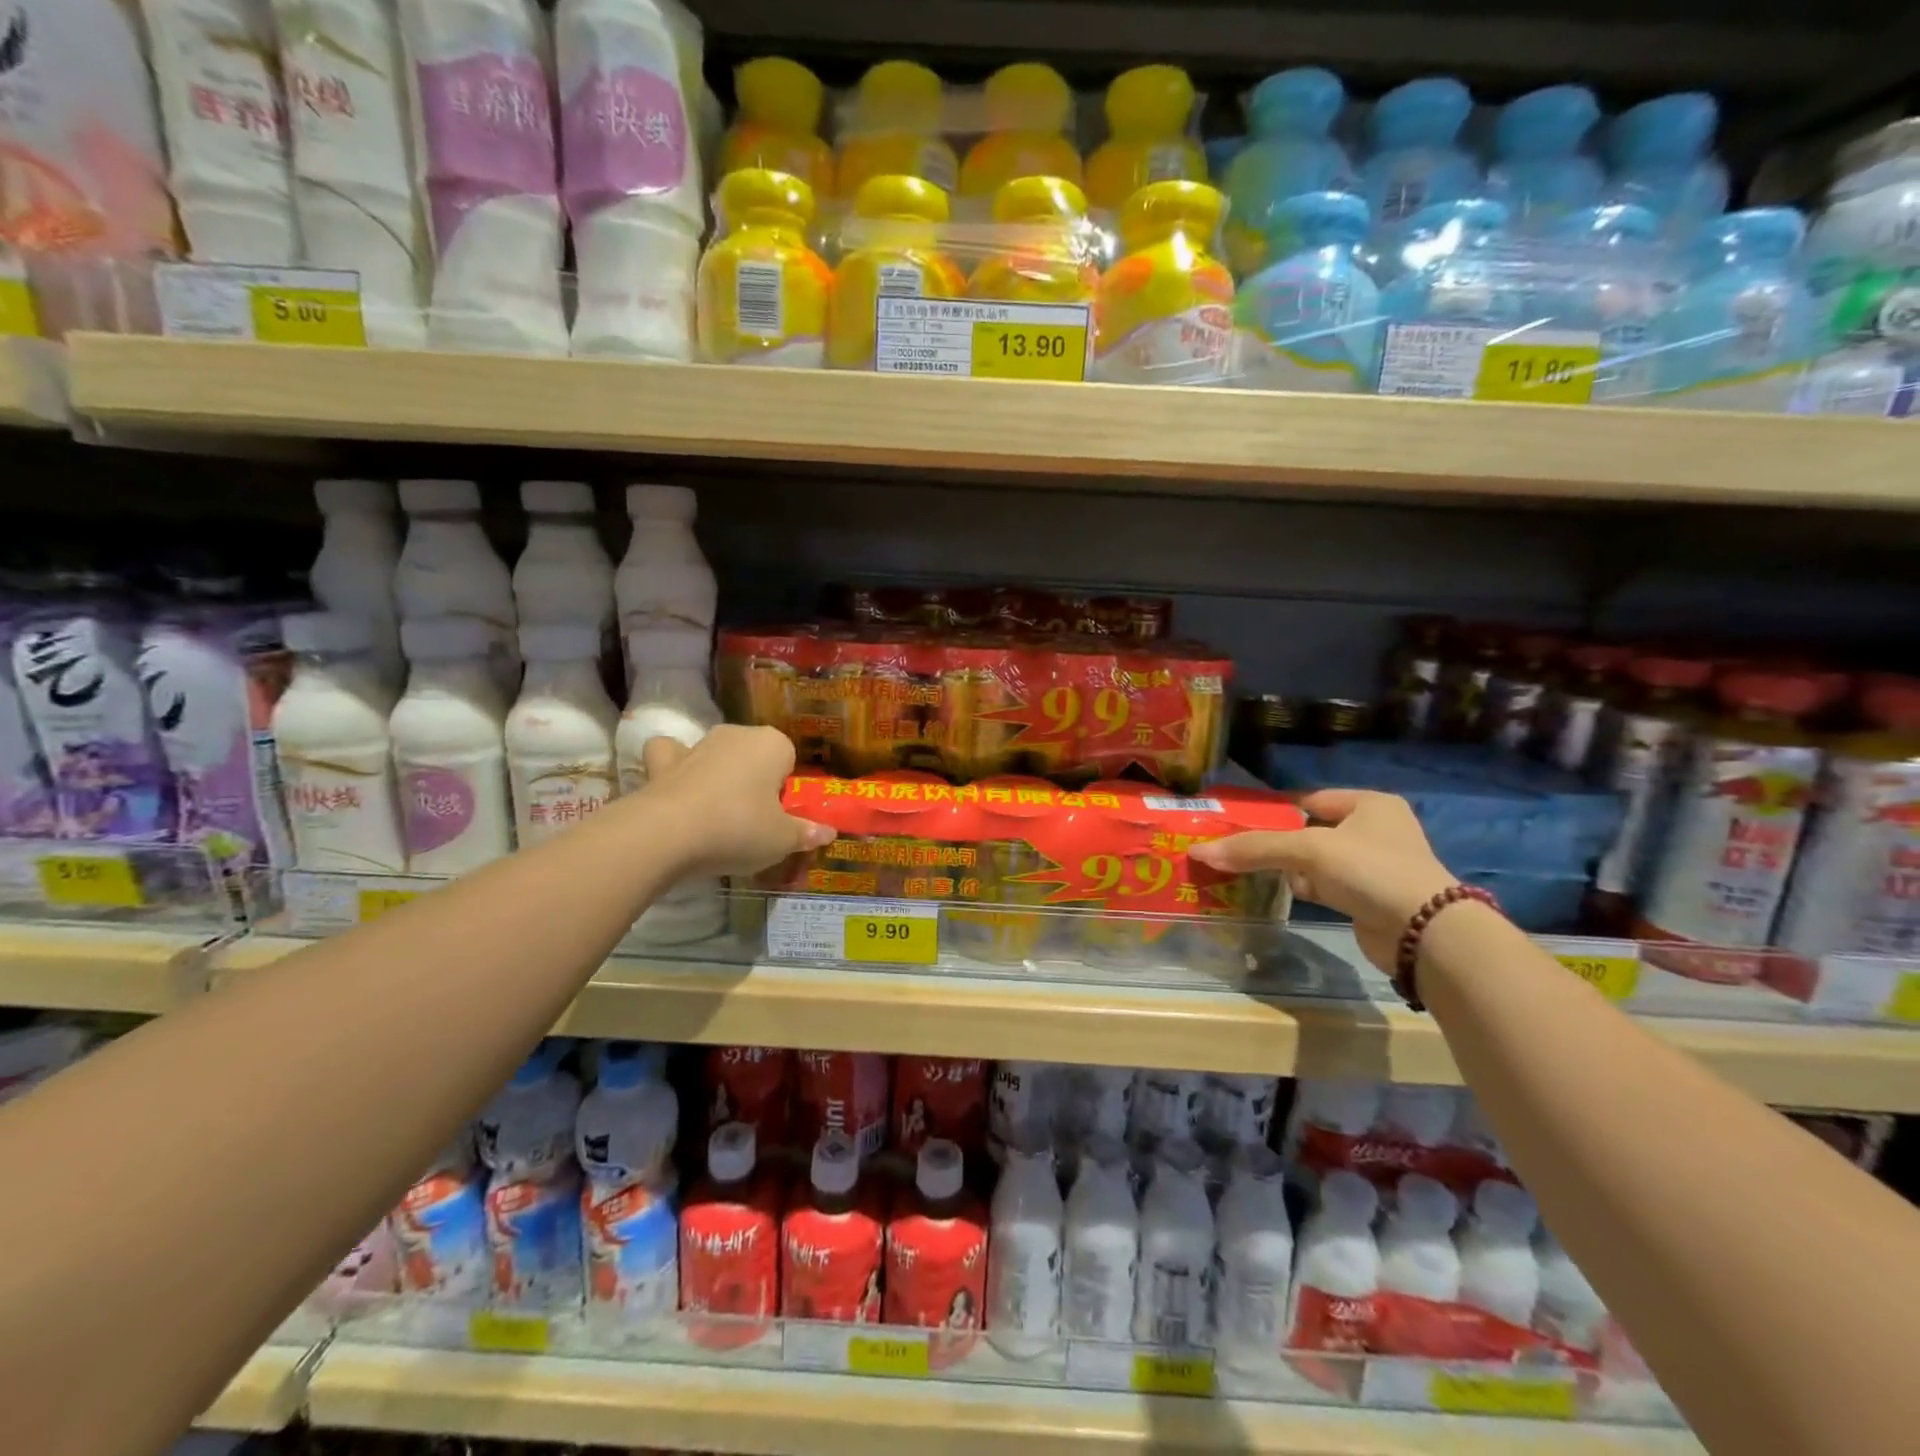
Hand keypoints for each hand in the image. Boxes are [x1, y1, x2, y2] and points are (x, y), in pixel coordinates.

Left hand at [640, 727, 833, 876]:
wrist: (667, 834)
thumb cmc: (739, 828)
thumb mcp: (783, 840)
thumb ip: (806, 833)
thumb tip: (828, 832)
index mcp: (773, 744)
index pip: (790, 760)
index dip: (786, 789)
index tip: (780, 816)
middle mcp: (737, 734)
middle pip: (754, 755)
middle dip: (755, 779)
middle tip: (754, 821)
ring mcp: (697, 744)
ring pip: (716, 753)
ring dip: (718, 773)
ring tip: (717, 812)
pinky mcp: (662, 762)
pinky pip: (673, 756)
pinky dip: (675, 766)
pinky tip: (678, 786)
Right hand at [1190, 790, 1455, 973]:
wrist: (1424, 933)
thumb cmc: (1369, 870)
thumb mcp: (1308, 850)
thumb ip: (1255, 848)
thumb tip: (1199, 852)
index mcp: (1369, 804)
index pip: (1308, 799)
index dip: (1272, 809)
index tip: (1236, 820)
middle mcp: (1374, 830)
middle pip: (1308, 830)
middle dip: (1273, 840)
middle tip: (1233, 846)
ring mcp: (1372, 866)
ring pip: (1313, 860)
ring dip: (1284, 866)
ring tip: (1243, 868)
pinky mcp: (1367, 898)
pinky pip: (1323, 885)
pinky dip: (1300, 887)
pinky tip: (1273, 890)